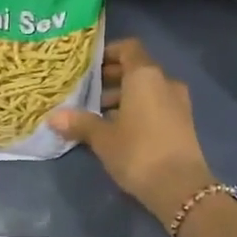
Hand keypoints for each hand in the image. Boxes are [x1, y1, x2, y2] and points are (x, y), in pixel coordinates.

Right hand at [48, 39, 214, 227]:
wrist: (180, 187)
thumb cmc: (138, 152)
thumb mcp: (103, 138)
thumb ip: (80, 123)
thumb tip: (53, 117)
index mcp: (145, 76)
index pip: (128, 48)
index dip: (108, 53)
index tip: (88, 66)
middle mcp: (165, 82)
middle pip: (137, 69)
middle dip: (112, 78)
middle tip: (87, 91)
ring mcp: (178, 102)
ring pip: (147, 89)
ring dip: (124, 97)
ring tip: (98, 114)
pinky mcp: (183, 123)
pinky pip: (156, 105)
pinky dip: (138, 110)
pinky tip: (119, 130)